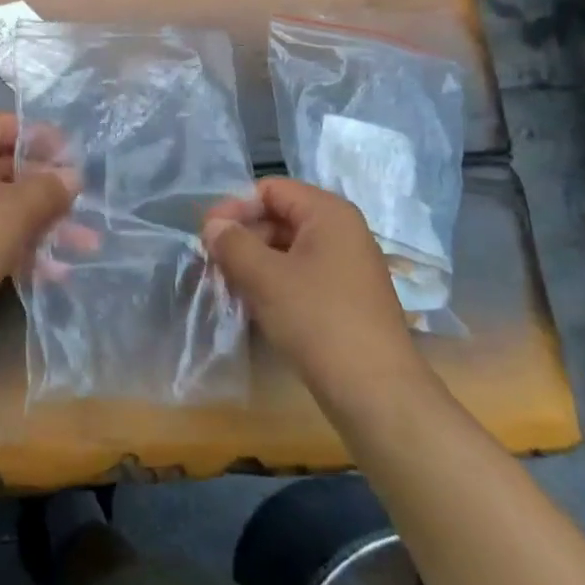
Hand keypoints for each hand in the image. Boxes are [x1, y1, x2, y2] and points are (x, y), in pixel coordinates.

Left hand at [0, 113, 74, 319]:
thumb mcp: (17, 210)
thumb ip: (50, 188)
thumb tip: (73, 176)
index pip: (11, 126)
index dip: (47, 140)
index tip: (78, 161)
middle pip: (12, 167)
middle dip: (52, 191)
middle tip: (86, 206)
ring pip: (6, 205)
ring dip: (44, 223)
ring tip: (86, 245)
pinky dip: (22, 245)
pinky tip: (56, 272)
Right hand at [202, 177, 423, 399]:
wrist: (377, 394)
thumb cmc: (318, 320)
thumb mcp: (265, 277)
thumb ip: (233, 243)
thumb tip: (213, 226)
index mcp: (329, 213)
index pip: (271, 189)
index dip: (235, 206)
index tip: (207, 234)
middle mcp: (343, 232)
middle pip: (280, 217)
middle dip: (243, 236)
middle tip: (212, 263)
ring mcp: (348, 267)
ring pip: (289, 249)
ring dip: (255, 262)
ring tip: (227, 286)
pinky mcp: (348, 299)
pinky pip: (302, 275)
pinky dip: (275, 283)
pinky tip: (254, 305)